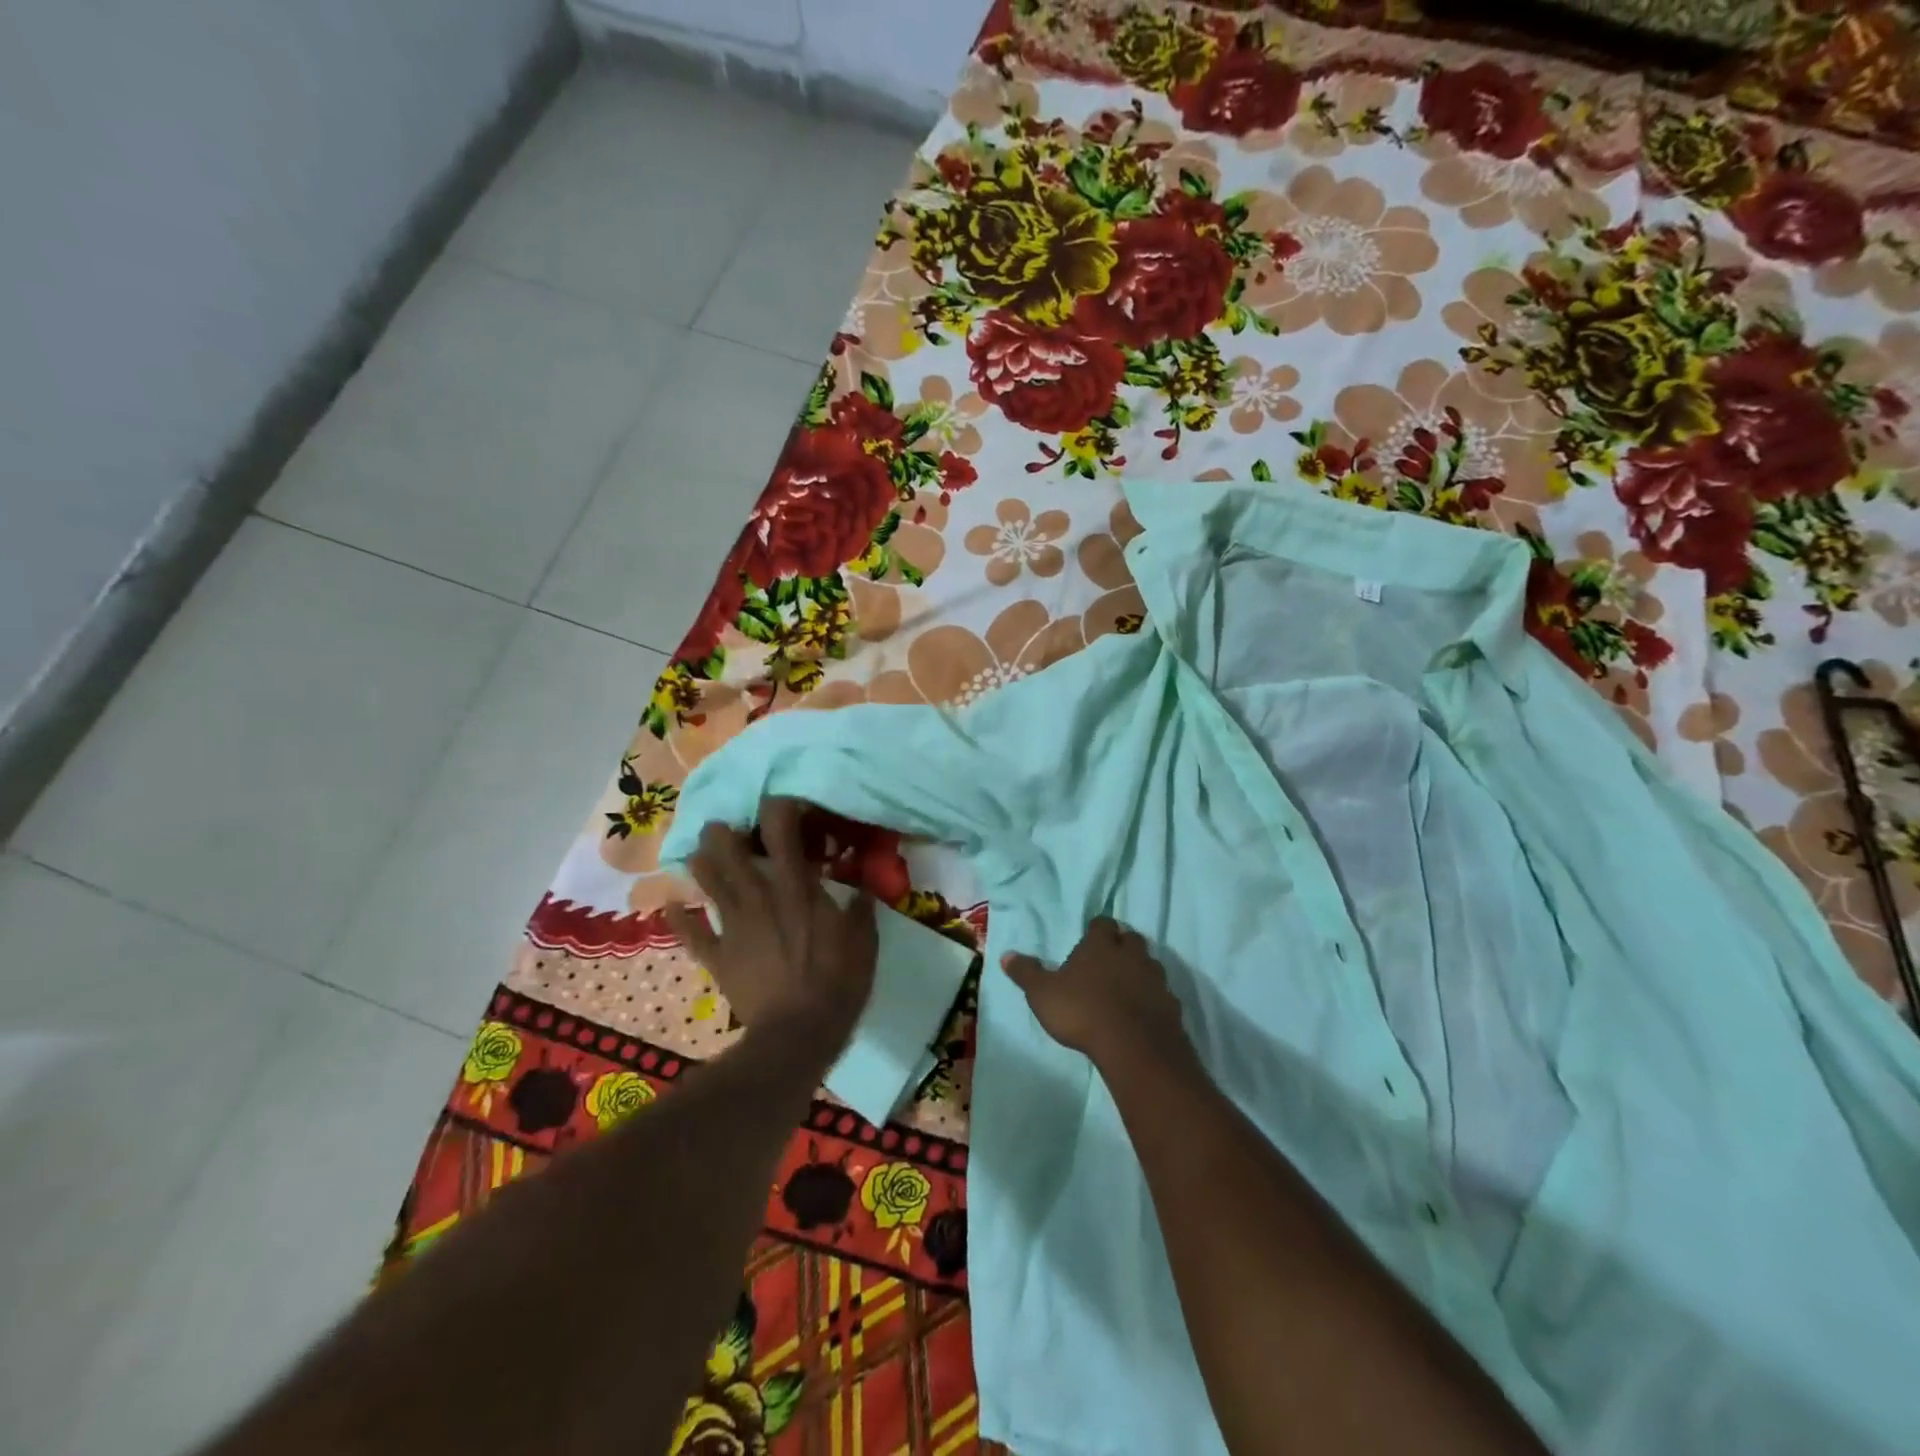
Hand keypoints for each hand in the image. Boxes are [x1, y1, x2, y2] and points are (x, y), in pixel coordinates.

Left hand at [666, 797, 877, 1047]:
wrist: (797, 1034)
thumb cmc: (837, 983)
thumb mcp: (864, 943)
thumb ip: (861, 911)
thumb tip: (864, 890)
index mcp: (797, 887)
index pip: (782, 831)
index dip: (778, 808)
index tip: (782, 803)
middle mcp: (760, 896)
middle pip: (730, 851)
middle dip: (723, 832)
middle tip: (725, 827)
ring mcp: (734, 925)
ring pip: (708, 882)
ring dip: (702, 863)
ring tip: (701, 852)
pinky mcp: (718, 956)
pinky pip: (691, 933)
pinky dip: (679, 918)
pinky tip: (671, 905)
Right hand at [1001, 917, 1189, 1071]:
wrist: (1134, 1046)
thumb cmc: (1082, 1011)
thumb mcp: (1042, 994)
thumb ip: (1026, 973)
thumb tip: (1006, 955)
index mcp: (1100, 945)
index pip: (1102, 923)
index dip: (1096, 930)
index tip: (1089, 939)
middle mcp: (1131, 954)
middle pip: (1130, 939)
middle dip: (1122, 945)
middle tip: (1108, 960)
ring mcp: (1155, 978)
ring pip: (1149, 964)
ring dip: (1139, 971)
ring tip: (1125, 987)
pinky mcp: (1171, 1004)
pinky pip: (1162, 994)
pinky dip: (1152, 999)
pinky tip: (1142, 1013)